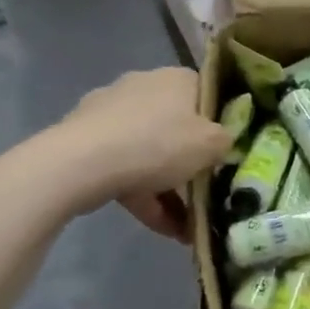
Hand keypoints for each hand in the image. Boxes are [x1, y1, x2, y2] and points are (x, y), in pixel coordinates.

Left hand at [51, 68, 234, 239]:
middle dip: (191, 164)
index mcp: (176, 78)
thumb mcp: (211, 144)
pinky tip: (163, 229)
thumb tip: (225, 140)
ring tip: (186, 229)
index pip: (207, 95)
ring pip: (150, 152)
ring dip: (169, 189)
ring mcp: (111, 113)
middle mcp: (144, 86)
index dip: (219, 125)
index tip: (226, 155)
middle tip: (205, 194)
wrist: (83, 162)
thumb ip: (226, 140)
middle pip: (177, 127)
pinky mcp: (87, 140)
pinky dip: (145, 196)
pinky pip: (126, 169)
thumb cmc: (159, 143)